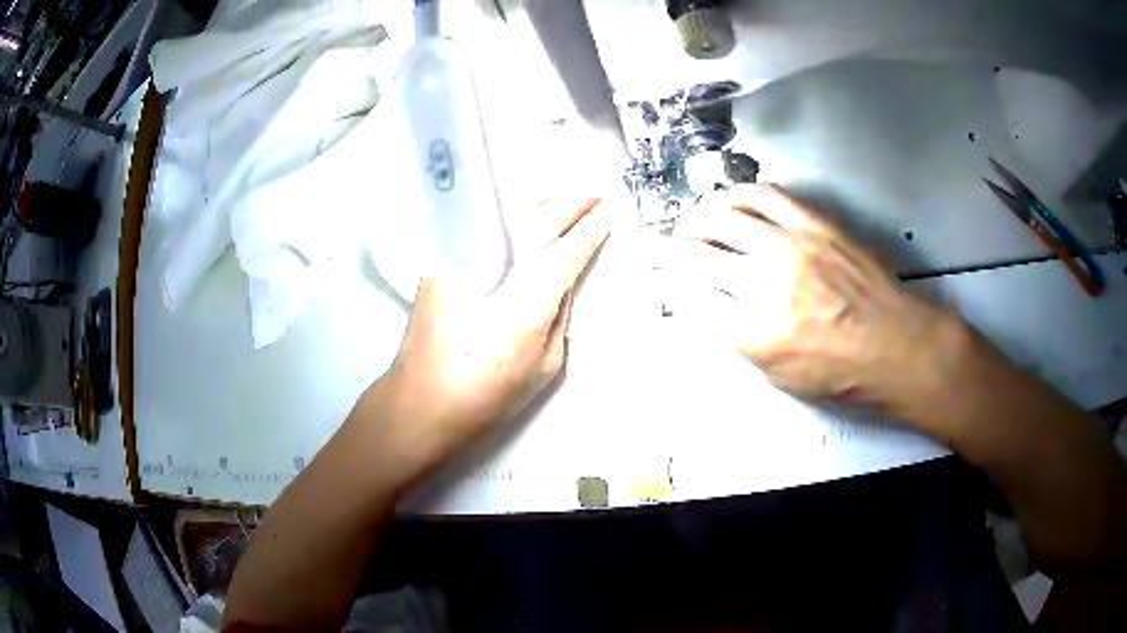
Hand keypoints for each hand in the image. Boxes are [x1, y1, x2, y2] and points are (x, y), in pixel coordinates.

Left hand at [376, 197, 609, 468]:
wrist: (421, 401)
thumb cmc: (487, 395)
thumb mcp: (543, 367)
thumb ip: (559, 320)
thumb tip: (564, 285)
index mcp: (526, 306)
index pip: (565, 254)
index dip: (588, 233)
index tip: (605, 216)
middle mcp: (493, 275)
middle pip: (537, 225)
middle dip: (569, 207)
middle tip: (592, 196)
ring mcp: (460, 265)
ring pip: (506, 221)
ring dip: (539, 207)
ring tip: (561, 202)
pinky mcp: (439, 265)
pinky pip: (480, 232)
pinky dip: (504, 222)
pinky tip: (517, 220)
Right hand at [644, 184, 957, 407]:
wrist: (896, 345)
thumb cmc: (843, 372)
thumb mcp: (779, 375)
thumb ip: (737, 336)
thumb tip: (707, 303)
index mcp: (756, 332)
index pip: (690, 299)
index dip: (663, 283)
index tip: (649, 273)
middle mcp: (768, 283)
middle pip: (695, 255)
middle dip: (660, 249)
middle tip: (648, 244)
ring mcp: (792, 247)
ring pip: (723, 216)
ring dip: (694, 218)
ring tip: (689, 224)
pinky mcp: (814, 224)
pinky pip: (764, 195)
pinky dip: (737, 194)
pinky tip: (728, 200)